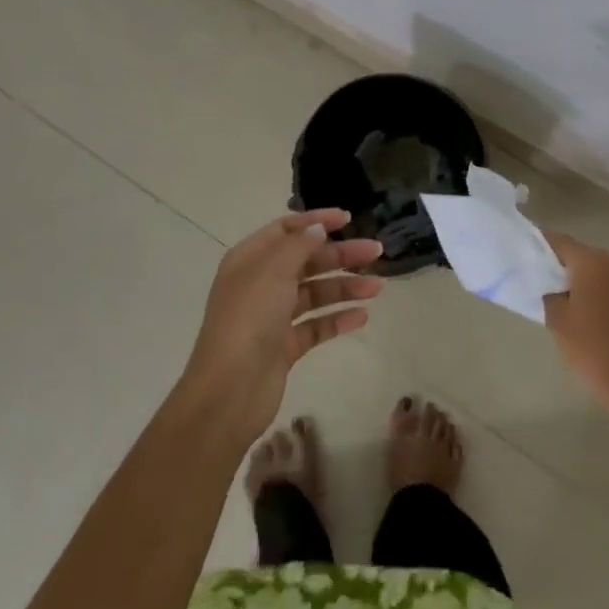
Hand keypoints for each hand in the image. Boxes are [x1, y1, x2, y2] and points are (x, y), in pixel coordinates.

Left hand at [181, 209, 384, 447]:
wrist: (230, 390)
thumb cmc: (249, 319)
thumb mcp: (273, 271)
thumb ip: (299, 245)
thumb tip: (318, 229)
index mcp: (250, 259)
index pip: (286, 229)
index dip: (316, 221)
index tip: (349, 219)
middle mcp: (260, 284)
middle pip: (306, 261)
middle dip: (340, 255)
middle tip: (376, 251)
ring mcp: (272, 317)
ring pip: (314, 293)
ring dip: (345, 287)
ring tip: (377, 287)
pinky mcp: (285, 346)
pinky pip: (316, 326)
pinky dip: (337, 319)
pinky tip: (362, 317)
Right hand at [542, 233, 608, 417]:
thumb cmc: (595, 351)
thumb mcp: (559, 323)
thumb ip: (551, 295)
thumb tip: (553, 287)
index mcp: (594, 263)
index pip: (561, 243)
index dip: (544, 247)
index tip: (530, 257)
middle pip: (586, 256)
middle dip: (569, 268)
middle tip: (552, 287)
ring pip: (607, 272)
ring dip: (593, 282)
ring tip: (578, 305)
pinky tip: (603, 317)